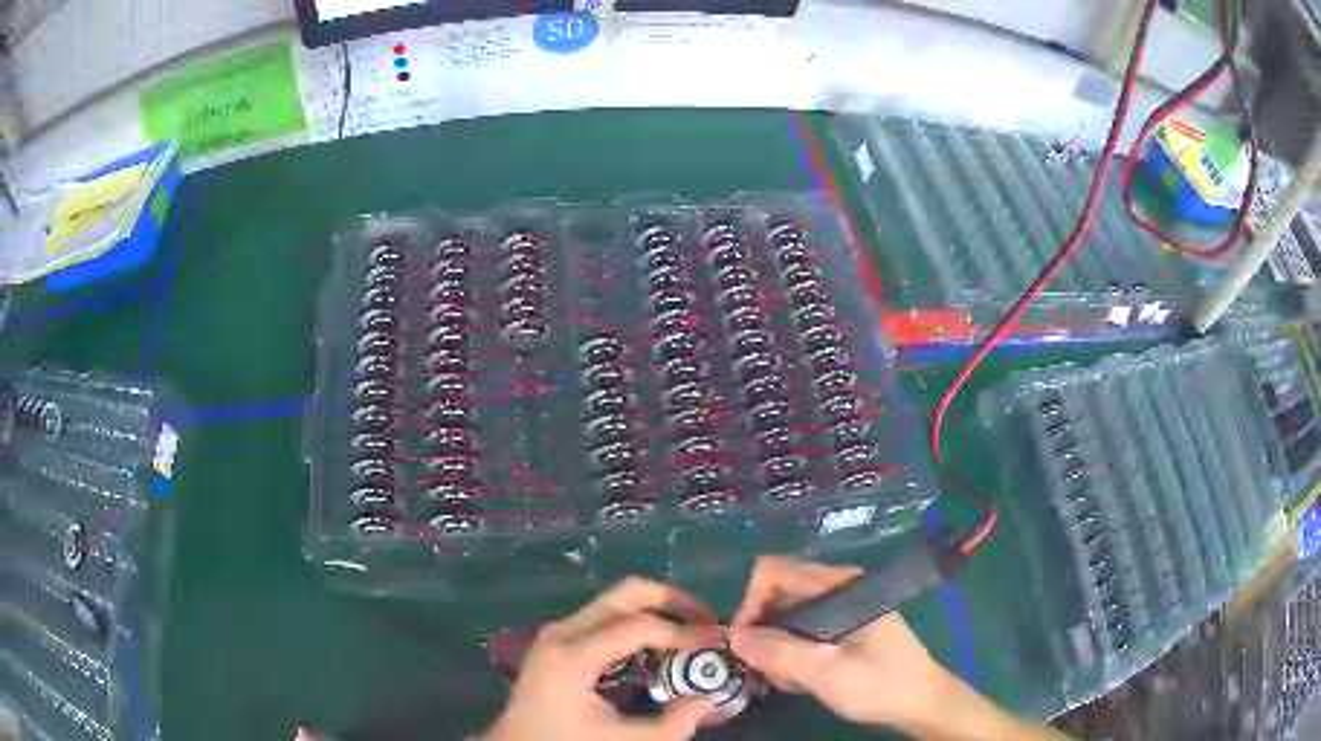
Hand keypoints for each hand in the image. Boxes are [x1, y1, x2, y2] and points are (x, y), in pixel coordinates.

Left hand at [483, 577, 721, 740]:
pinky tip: (657, 645)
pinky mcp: (558, 636)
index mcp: (573, 657)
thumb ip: (673, 724)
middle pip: (626, 593)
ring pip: (616, 599)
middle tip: (706, 622)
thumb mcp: (624, 740)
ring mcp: (557, 630)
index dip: (684, 631)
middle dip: (673, 601)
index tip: (717, 641)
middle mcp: (562, 631)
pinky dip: (637, 620)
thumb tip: (710, 698)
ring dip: (656, 609)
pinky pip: (604, 615)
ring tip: (689, 633)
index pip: (638, 626)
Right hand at [727, 557, 950, 727]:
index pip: (773, 572)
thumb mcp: (826, 672)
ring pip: (787, 614)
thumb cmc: (879, 684)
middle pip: (777, 593)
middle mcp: (838, 586)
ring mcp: (841, 605)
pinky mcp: (843, 624)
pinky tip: (801, 678)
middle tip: (766, 670)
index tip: (747, 645)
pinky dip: (792, 651)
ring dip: (776, 646)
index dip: (750, 604)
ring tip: (787, 680)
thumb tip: (733, 637)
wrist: (921, 702)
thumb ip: (779, 652)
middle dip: (763, 631)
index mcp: (839, 584)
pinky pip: (802, 628)